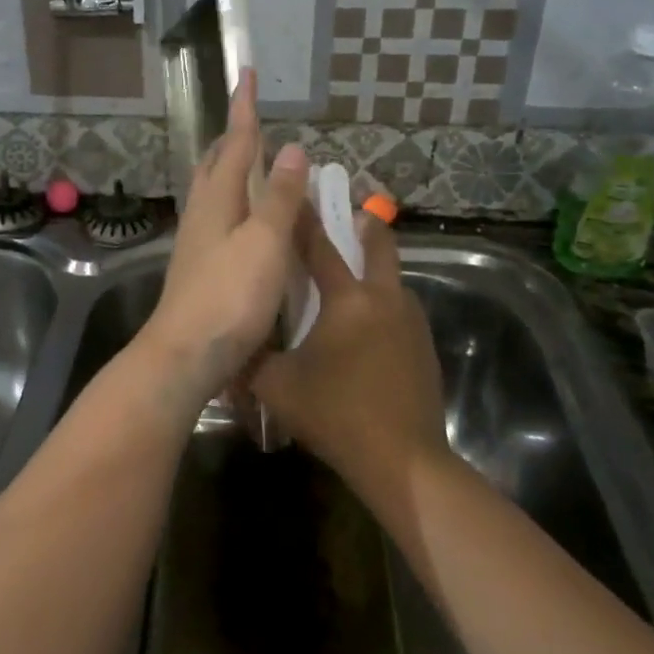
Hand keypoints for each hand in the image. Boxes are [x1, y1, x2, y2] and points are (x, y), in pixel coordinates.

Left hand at [138, 70, 308, 411]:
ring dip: (231, 168)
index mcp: (217, 199)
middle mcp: (202, 213)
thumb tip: (292, 149)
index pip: (236, 143)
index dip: (244, 109)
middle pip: (216, 164)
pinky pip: (218, 218)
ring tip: (250, 161)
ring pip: (213, 191)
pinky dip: (235, 202)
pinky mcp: (199, 267)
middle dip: (233, 137)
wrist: (185, 354)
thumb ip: (277, 197)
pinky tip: (244, 219)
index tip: (245, 73)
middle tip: (250, 118)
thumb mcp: (264, 242)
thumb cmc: (229, 296)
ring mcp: (197, 242)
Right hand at [250, 211, 448, 495]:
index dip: (304, 218)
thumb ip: (251, 357)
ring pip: (393, 279)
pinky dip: (382, 303)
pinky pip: (399, 310)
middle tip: (349, 214)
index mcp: (347, 299)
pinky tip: (365, 326)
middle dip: (366, 224)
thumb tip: (229, 342)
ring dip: (375, 268)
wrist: (404, 462)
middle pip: (379, 245)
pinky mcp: (424, 347)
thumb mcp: (277, 386)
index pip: (320, 245)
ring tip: (350, 276)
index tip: (297, 191)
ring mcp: (411, 322)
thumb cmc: (335, 414)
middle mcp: (384, 299)